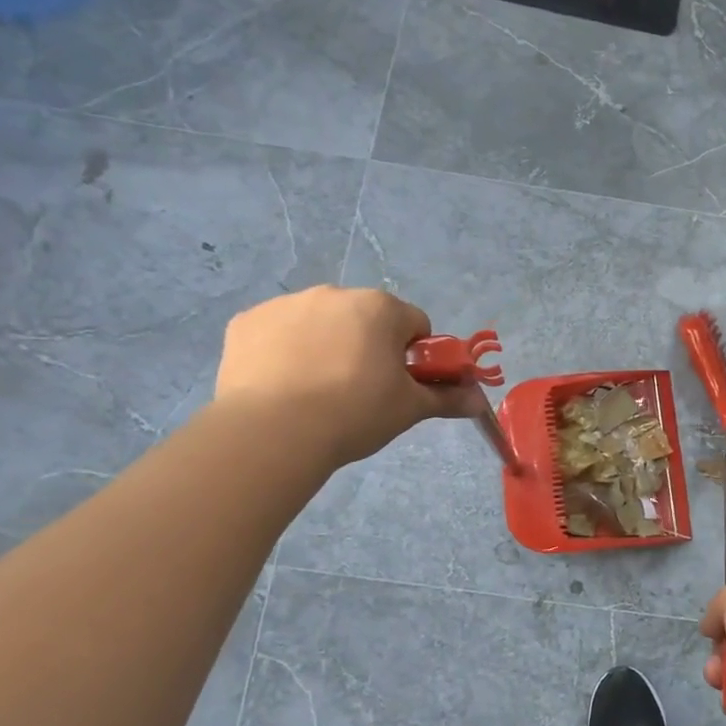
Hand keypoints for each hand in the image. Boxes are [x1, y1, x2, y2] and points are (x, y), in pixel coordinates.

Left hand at [214, 287, 476, 467]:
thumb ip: (447, 398)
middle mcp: (334, 294)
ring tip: (317, 394)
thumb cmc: (355, 412)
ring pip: (321, 323)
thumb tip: (479, 402)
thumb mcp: (410, 409)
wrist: (273, 431)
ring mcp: (286, 304)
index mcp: (380, 308)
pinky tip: (283, 387)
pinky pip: (278, 333)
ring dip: (327, 346)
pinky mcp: (246, 322)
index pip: (415, 325)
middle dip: (369, 347)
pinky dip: (285, 352)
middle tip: (362, 391)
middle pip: (366, 319)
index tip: (403, 385)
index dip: (415, 356)